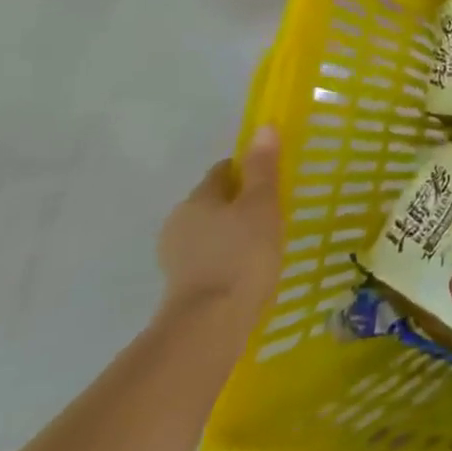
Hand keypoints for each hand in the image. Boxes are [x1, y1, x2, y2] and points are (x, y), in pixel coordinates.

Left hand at [156, 124, 283, 332]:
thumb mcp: (262, 205)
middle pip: (215, 201)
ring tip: (265, 244)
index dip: (251, 170)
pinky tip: (248, 269)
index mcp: (198, 198)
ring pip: (211, 230)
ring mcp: (176, 255)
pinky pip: (209, 257)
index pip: (225, 171)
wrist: (210, 323)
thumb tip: (264, 127)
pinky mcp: (181, 284)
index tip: (275, 181)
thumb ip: (263, 167)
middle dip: (241, 203)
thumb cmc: (242, 255)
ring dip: (233, 232)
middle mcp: (179, 221)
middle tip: (275, 213)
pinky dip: (226, 257)